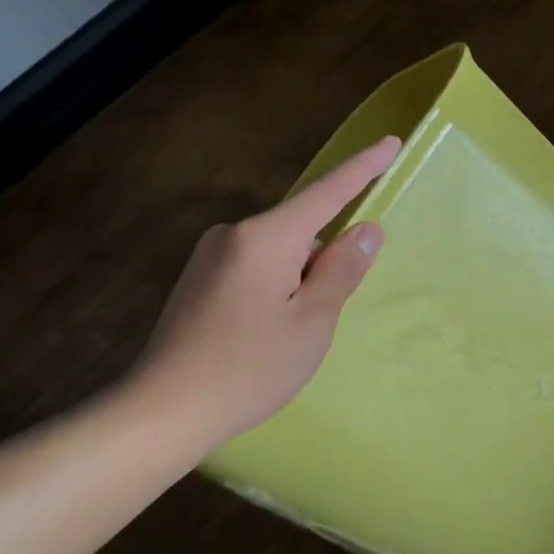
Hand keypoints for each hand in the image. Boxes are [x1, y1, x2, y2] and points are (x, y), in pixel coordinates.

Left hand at [124, 136, 401, 452]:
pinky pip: (254, 270)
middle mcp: (234, 234)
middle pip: (302, 233)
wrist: (163, 411)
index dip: (363, 169)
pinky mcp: (197, 279)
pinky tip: (259, 337)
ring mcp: (210, 256)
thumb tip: (366, 229)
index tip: (390, 142)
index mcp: (266, 238)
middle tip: (315, 324)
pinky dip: (273, 292)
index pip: (327, 193)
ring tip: (283, 340)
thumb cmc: (249, 368)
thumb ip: (342, 270)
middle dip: (322, 265)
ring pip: (279, 255)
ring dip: (297, 284)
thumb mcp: (312, 322)